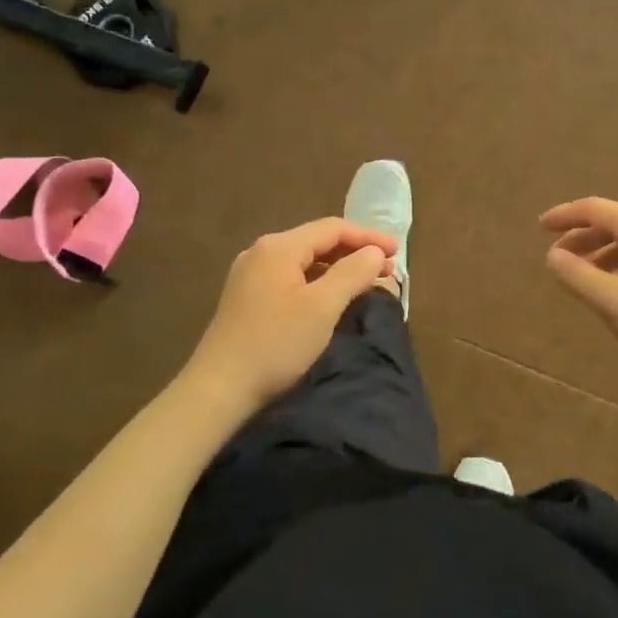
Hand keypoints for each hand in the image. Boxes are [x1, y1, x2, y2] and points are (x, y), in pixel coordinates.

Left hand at [182, 218, 396, 413]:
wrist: (218, 389)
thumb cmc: (276, 344)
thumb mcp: (322, 307)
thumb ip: (353, 273)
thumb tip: (375, 253)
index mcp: (279, 247)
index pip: (333, 228)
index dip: (368, 237)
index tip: (398, 253)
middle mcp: (262, 252)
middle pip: (317, 241)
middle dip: (355, 252)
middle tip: (387, 270)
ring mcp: (250, 275)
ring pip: (304, 261)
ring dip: (337, 268)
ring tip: (365, 283)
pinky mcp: (247, 298)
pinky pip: (291, 278)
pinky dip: (318, 282)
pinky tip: (331, 298)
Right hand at [540, 197, 617, 396]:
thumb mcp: (610, 300)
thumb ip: (575, 275)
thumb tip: (552, 256)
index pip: (595, 209)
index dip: (564, 216)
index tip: (539, 228)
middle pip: (613, 222)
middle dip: (581, 237)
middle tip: (556, 259)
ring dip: (600, 253)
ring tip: (580, 278)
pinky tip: (613, 288)